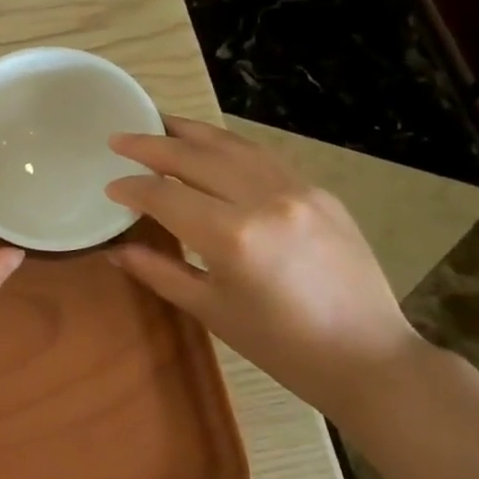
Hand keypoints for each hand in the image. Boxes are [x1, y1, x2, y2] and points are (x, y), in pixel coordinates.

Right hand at [105, 116, 427, 423]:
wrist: (368, 357)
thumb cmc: (281, 346)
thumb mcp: (211, 310)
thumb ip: (159, 271)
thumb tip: (115, 250)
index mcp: (232, 236)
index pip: (165, 195)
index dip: (132, 188)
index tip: (110, 186)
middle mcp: (263, 199)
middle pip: (194, 157)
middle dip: (151, 144)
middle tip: (118, 137)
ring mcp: (297, 189)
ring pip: (232, 145)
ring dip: (190, 132)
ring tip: (158, 122)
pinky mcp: (320, 192)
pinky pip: (263, 157)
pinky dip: (228, 147)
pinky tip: (210, 147)